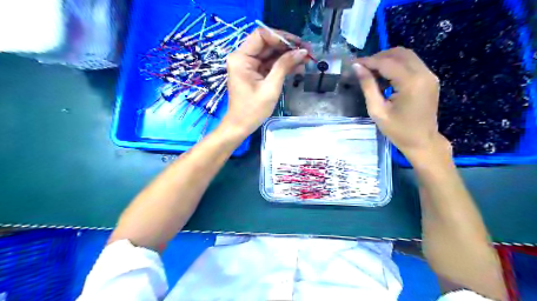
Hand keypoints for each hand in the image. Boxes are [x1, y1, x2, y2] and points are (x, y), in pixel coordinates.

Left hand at [221, 28, 307, 135]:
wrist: (241, 126)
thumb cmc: (253, 110)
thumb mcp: (271, 87)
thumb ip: (284, 66)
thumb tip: (302, 51)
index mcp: (241, 58)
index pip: (261, 36)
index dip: (281, 37)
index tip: (298, 45)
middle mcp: (243, 57)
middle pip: (267, 44)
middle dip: (288, 47)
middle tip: (308, 51)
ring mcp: (249, 65)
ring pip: (271, 54)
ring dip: (288, 56)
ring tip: (307, 60)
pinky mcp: (255, 73)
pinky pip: (270, 64)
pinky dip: (283, 65)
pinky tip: (298, 67)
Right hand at [356, 47, 449, 160]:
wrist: (422, 141)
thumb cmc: (398, 130)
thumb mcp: (377, 110)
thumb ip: (368, 86)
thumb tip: (357, 68)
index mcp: (411, 82)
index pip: (386, 62)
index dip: (368, 61)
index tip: (353, 63)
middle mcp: (424, 73)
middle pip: (399, 53)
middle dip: (378, 57)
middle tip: (362, 68)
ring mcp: (429, 75)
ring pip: (406, 56)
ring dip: (387, 59)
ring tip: (372, 72)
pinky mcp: (430, 79)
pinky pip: (412, 64)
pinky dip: (396, 65)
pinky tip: (385, 77)